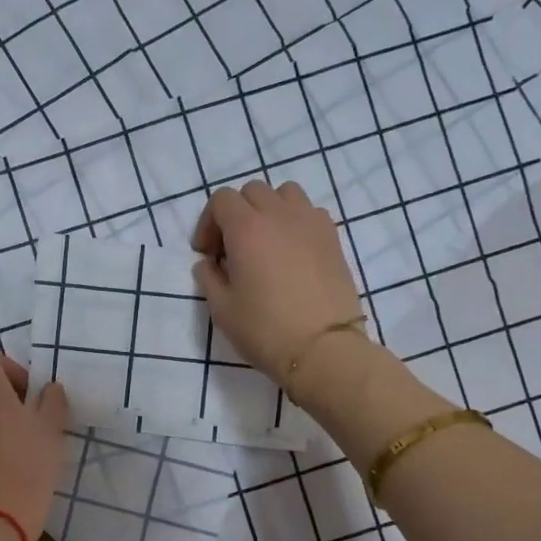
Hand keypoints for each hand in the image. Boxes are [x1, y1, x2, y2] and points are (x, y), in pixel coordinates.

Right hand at [192, 180, 363, 384]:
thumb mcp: (222, 310)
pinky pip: (310, 212)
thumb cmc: (266, 330)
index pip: (221, 200)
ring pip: (285, 194)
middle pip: (252, 191)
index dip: (208, 223)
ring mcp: (310, 223)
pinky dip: (295, 221)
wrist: (323, 348)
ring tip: (265, 242)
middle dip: (236, 213)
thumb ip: (209, 279)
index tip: (207, 254)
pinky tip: (292, 251)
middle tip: (232, 249)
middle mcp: (279, 215)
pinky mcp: (333, 237)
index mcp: (247, 229)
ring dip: (269, 209)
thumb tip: (209, 264)